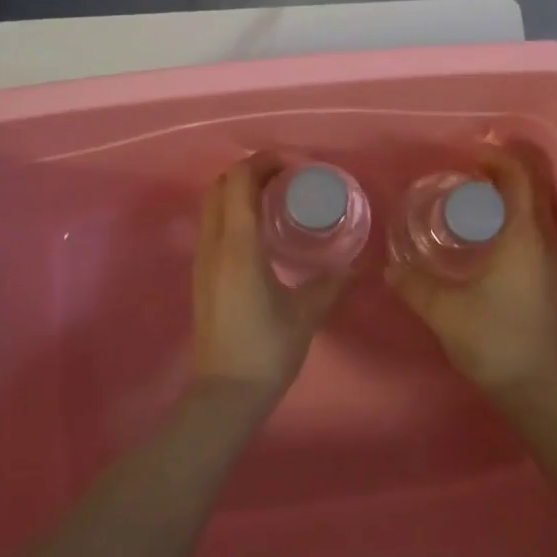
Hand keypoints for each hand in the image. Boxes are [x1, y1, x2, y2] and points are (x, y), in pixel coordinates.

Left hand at [191, 156, 351, 404]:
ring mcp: (202, 259)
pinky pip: (213, 224)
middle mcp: (214, 244)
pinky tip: (262, 229)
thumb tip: (354, 264)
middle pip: (221, 184)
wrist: (225, 394)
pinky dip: (233, 210)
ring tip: (276, 197)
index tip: (297, 166)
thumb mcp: (307, 313)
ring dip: (240, 189)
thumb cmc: (267, 350)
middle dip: (252, 170)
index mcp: (238, 246)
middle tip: (288, 177)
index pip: (241, 180)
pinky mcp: (202, 274)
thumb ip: (331, 282)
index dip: (265, 162)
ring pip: (212, 203)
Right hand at [388, 148, 556, 392]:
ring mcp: (552, 261)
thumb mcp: (444, 310)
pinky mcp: (550, 280)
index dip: (495, 157)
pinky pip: (534, 231)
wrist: (537, 389)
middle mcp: (544, 241)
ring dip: (509, 195)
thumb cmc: (493, 340)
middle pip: (531, 188)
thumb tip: (392, 268)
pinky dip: (513, 218)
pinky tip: (487, 236)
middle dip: (502, 171)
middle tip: (466, 170)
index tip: (466, 152)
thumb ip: (414, 284)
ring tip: (473, 197)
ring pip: (535, 210)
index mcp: (523, 236)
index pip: (518, 177)